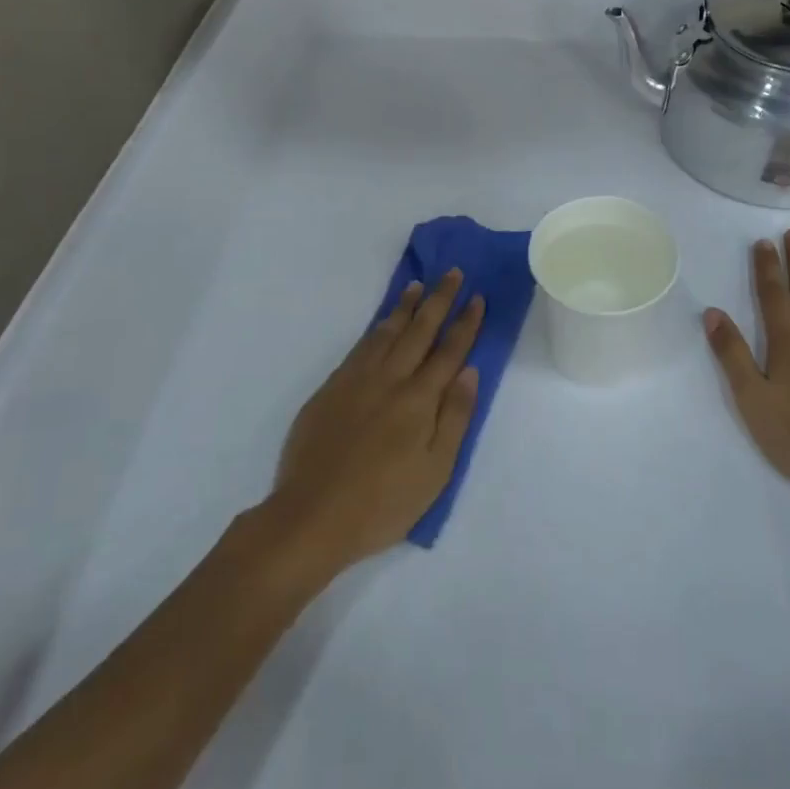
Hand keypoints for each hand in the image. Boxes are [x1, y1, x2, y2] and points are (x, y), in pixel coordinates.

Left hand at [267, 269, 484, 573]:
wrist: (312, 515)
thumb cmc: (383, 502)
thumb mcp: (436, 471)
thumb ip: (455, 417)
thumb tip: (470, 371)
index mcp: (419, 399)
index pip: (449, 351)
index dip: (465, 323)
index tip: (477, 297)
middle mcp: (390, 379)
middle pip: (419, 330)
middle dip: (439, 300)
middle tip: (451, 273)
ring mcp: (356, 380)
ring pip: (386, 332)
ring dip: (405, 307)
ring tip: (417, 286)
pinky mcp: (331, 388)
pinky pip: (359, 347)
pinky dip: (375, 328)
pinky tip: (382, 323)